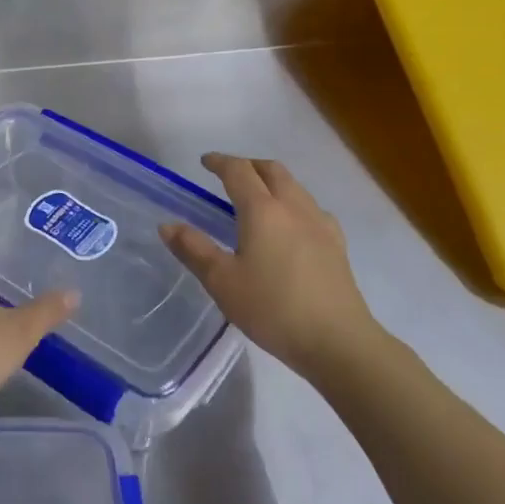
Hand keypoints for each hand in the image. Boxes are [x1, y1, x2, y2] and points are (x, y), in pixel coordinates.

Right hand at [160, 153, 389, 381]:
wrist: (337, 341)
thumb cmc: (272, 308)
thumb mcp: (222, 281)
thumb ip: (193, 249)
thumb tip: (167, 225)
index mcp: (263, 210)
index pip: (239, 171)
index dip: (220, 162)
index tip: (205, 162)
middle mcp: (294, 208)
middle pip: (272, 171)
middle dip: (249, 165)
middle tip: (230, 174)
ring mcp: (320, 225)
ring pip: (295, 187)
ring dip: (273, 181)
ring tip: (258, 198)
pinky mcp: (337, 245)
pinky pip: (312, 209)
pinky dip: (294, 203)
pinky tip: (291, 226)